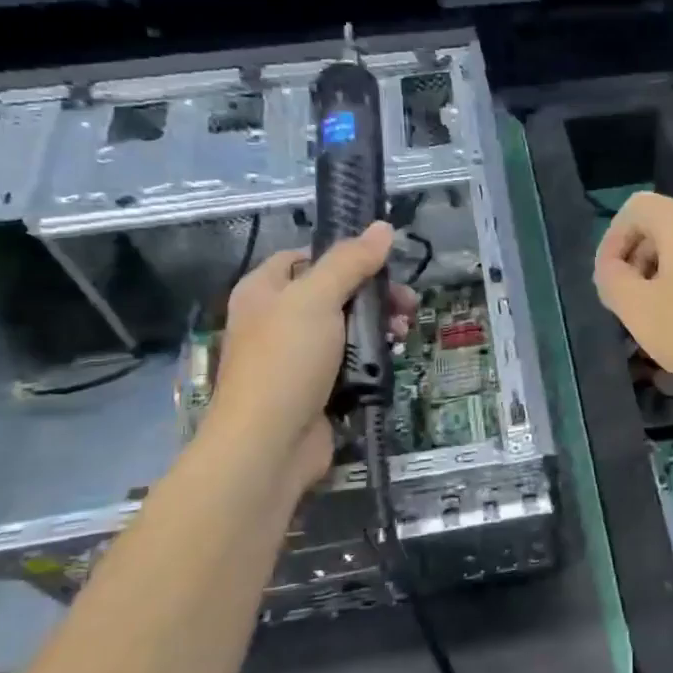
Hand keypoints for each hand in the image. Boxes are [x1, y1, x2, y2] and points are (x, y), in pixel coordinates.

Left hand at [205, 222, 414, 487]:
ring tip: (404, 335)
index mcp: (264, 290)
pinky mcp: (317, 389)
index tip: (382, 266)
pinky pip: (351, 363)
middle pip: (334, 294)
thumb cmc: (286, 362)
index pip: (305, 257)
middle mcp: (276, 320)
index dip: (344, 256)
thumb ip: (350, 262)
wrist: (269, 444)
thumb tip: (383, 227)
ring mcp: (297, 358)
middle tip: (408, 304)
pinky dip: (373, 359)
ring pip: (347, 330)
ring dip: (379, 327)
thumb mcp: (317, 300)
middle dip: (374, 296)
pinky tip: (393, 360)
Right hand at [593, 191, 672, 407]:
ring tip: (655, 317)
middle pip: (661, 226)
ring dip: (660, 275)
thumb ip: (611, 280)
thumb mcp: (638, 310)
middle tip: (628, 302)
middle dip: (635, 260)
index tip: (608, 281)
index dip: (611, 241)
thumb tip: (612, 268)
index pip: (635, 208)